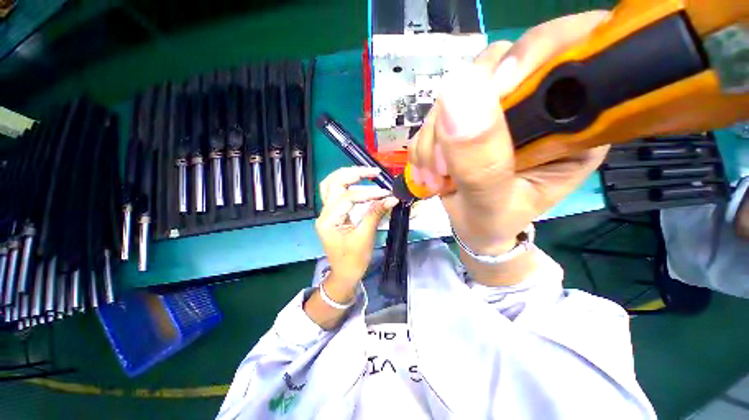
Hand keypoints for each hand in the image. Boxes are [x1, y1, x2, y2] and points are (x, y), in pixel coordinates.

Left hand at [315, 167, 398, 300]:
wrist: (344, 274)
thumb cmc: (353, 261)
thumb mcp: (365, 238)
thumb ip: (375, 215)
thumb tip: (391, 198)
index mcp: (328, 221)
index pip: (348, 198)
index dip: (368, 193)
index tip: (386, 193)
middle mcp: (324, 213)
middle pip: (333, 183)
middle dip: (353, 174)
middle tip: (373, 172)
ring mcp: (327, 213)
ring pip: (332, 185)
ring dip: (349, 176)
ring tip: (367, 173)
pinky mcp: (334, 214)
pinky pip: (337, 193)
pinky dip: (348, 185)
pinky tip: (360, 182)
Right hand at [409, 11, 610, 255]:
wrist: (473, 227)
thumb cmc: (494, 222)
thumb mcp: (492, 203)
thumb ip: (481, 160)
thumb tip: (457, 91)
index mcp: (572, 122)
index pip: (565, 55)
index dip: (526, 58)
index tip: (488, 96)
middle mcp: (537, 104)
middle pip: (496, 66)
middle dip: (458, 117)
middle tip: (444, 166)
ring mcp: (496, 107)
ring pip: (457, 91)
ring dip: (434, 137)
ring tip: (435, 177)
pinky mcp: (467, 117)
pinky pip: (437, 112)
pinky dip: (425, 142)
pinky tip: (428, 171)